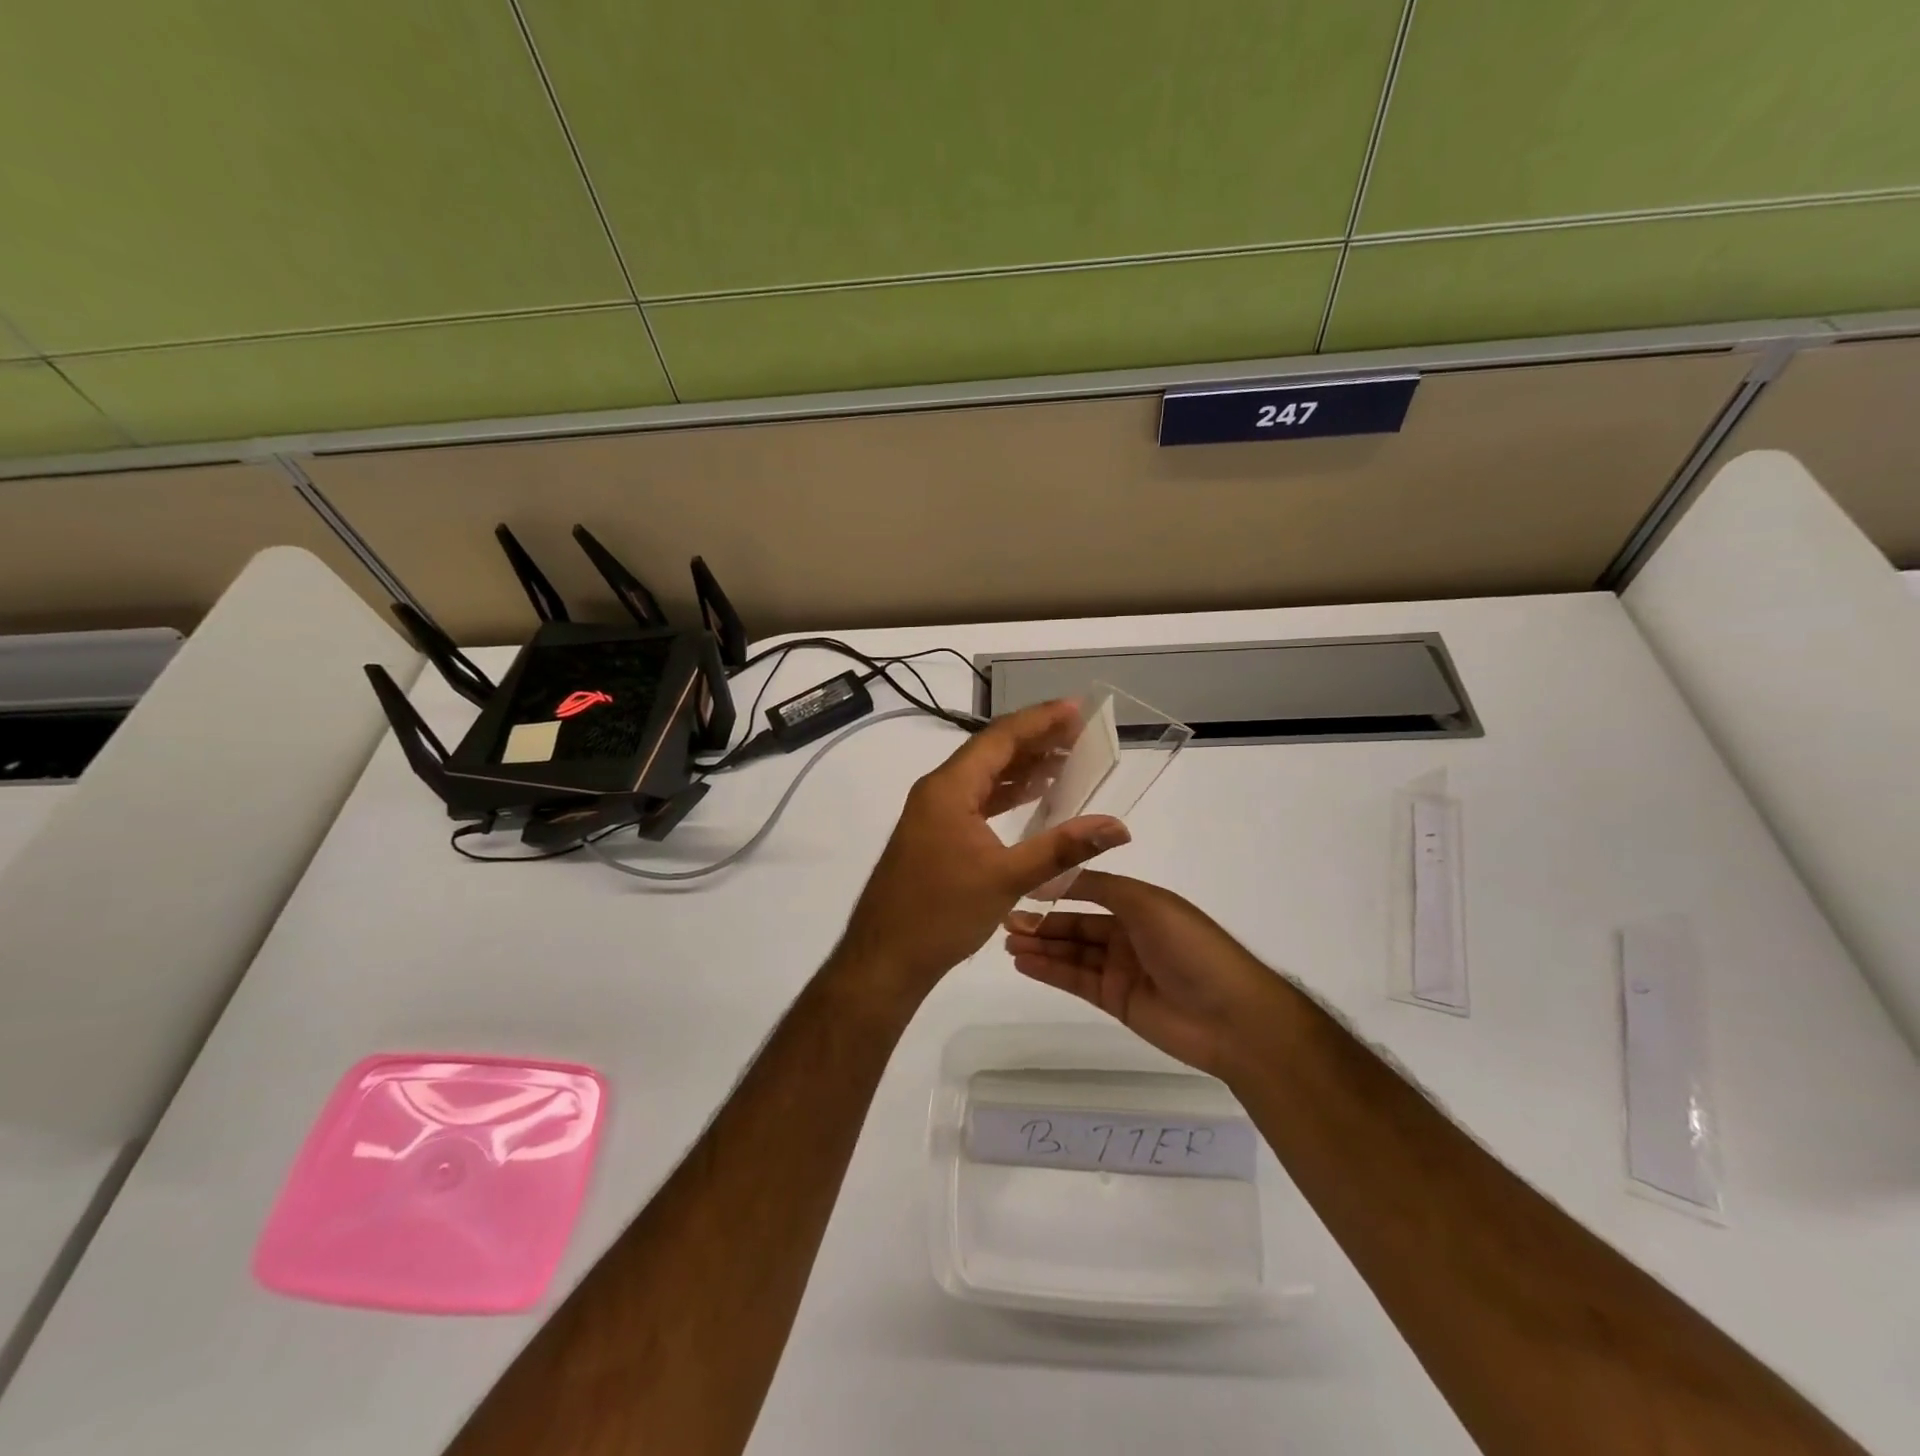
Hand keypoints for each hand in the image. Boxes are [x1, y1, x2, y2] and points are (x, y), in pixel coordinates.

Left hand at [837, 701, 1129, 996]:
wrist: (885, 957)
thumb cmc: (941, 914)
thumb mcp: (1007, 878)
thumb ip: (1063, 848)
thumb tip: (1117, 826)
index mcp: (949, 788)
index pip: (1000, 738)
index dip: (1040, 720)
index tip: (1076, 708)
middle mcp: (938, 790)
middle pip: (991, 751)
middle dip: (1036, 739)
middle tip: (1079, 731)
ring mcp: (934, 812)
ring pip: (984, 776)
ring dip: (1022, 766)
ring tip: (1066, 757)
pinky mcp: (936, 833)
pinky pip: (976, 799)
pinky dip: (1006, 794)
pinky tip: (1033, 795)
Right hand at [1004, 872, 1278, 1078]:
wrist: (1231, 1018)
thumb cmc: (1191, 948)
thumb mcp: (1147, 903)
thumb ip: (1099, 888)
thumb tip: (1055, 874)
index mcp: (1140, 904)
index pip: (1089, 891)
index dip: (1057, 890)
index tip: (1022, 887)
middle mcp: (1128, 934)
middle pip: (1076, 925)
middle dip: (1043, 922)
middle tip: (1005, 920)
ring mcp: (1121, 969)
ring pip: (1072, 953)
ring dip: (1041, 946)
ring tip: (1007, 941)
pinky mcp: (1116, 1001)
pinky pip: (1077, 981)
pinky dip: (1050, 970)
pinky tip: (1024, 962)